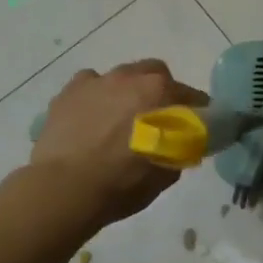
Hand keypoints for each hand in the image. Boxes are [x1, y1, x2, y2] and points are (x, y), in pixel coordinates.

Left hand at [30, 59, 207, 229]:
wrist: (64, 188)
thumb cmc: (122, 183)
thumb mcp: (165, 175)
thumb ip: (179, 150)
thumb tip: (180, 143)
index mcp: (160, 94)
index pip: (193, 96)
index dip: (198, 111)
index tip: (197, 126)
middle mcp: (130, 78)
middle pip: (155, 73)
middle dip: (160, 91)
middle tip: (157, 118)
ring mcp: (97, 81)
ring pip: (121, 77)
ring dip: (127, 92)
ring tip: (120, 119)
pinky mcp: (69, 91)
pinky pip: (90, 85)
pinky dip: (96, 96)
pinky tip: (92, 117)